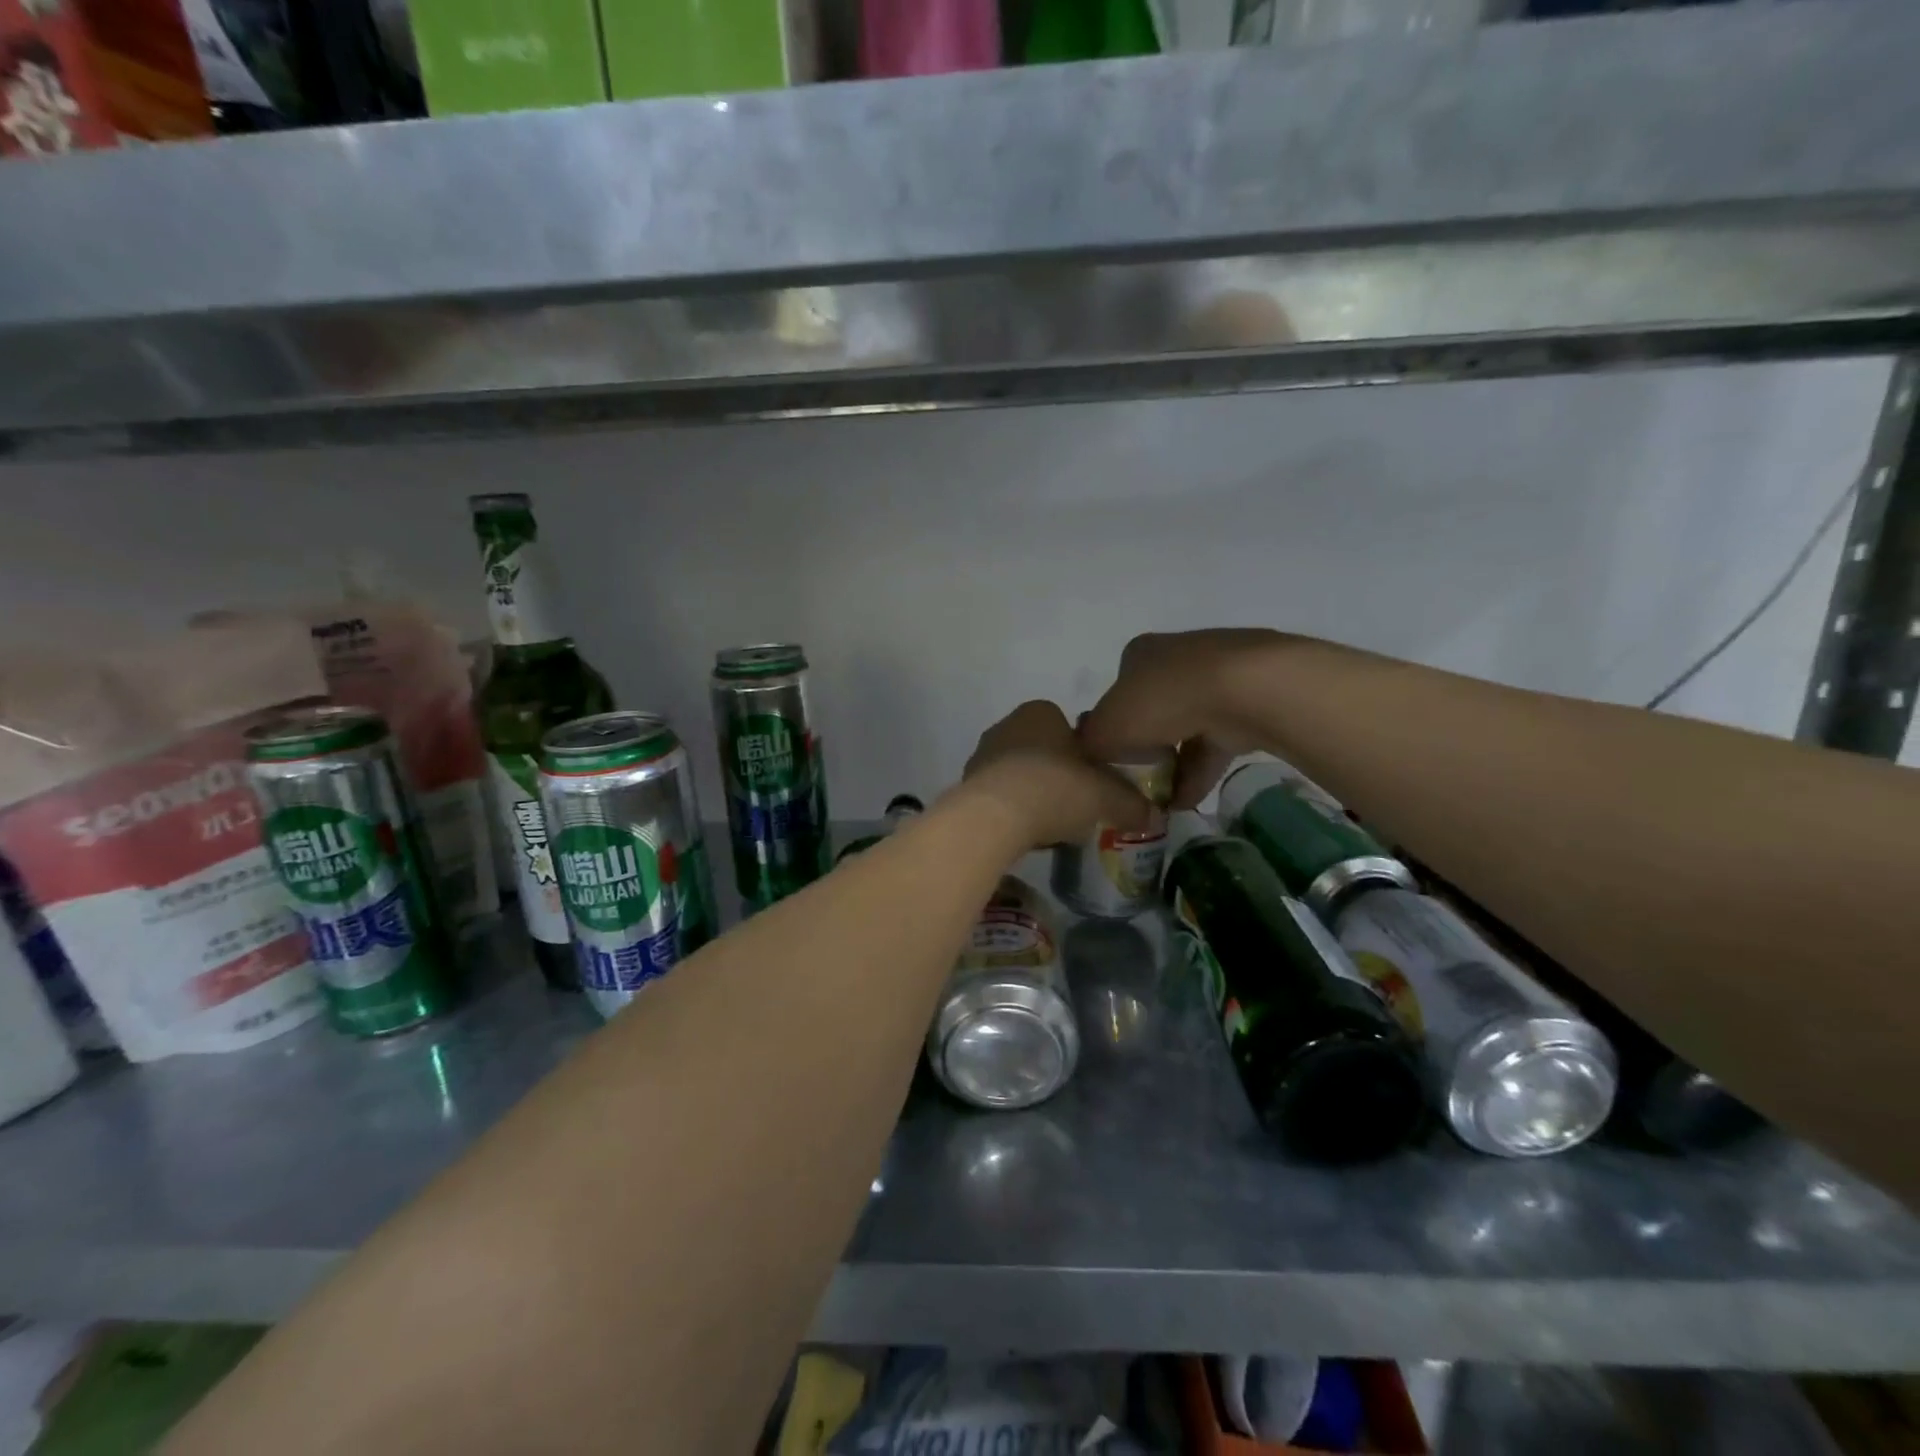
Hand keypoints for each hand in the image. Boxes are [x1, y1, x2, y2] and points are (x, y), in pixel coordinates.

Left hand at [961, 701, 1157, 850]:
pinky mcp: (966, 784)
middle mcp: (1007, 725)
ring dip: (1033, 794)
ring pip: (1018, 773)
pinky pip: (998, 795)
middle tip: (1075, 805)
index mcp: (1040, 712)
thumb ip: (1131, 803)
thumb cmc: (1055, 789)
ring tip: (1050, 825)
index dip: (1084, 755)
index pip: (1068, 727)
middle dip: (1057, 775)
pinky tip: (1025, 833)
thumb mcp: (1106, 797)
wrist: (995, 816)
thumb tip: (1153, 816)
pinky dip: (1012, 810)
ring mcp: (982, 754)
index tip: (1092, 782)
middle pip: (1042, 750)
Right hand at [1079, 630, 1287, 807]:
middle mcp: (1175, 658)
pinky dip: (1199, 771)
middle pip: (1151, 711)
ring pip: (1184, 728)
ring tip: (1160, 803)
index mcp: (1139, 654)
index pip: (1116, 693)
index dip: (1111, 728)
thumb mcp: (1106, 727)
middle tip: (1136, 783)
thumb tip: (1089, 756)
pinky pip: (1214, 742)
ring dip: (1172, 766)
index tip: (1112, 758)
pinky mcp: (1246, 702)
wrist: (1243, 691)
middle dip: (1144, 749)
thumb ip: (1091, 744)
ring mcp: (1215, 678)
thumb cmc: (1161, 701)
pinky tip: (1187, 801)